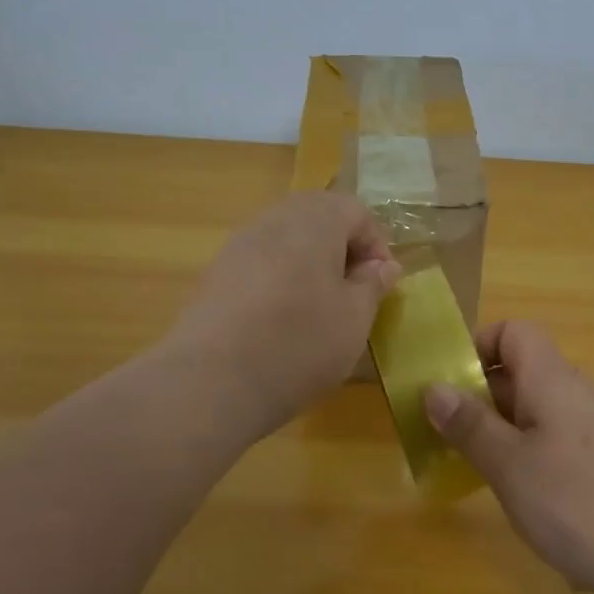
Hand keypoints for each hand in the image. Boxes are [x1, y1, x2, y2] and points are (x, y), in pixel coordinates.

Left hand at [165, 192, 401, 441]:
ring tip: (317, 307)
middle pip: (319, 215)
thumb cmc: (299, 344)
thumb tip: (383, 265)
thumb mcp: (354, 319)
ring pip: (288, 236)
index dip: (376, 245)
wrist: (210, 382)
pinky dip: (280, 277)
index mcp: (316, 220)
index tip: (379, 286)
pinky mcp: (217, 271)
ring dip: (310, 261)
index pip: (357, 211)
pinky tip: (280, 318)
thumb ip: (373, 284)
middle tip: (352, 292)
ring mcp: (240, 242)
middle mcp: (276, 218)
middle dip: (342, 248)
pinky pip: (261, 259)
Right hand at [423, 321, 593, 593]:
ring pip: (535, 408)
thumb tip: (433, 386)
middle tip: (445, 434)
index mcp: (550, 378)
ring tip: (473, 467)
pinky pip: (554, 437)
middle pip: (520, 371)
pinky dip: (527, 452)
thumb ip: (470, 425)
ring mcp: (593, 426)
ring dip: (500, 428)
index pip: (513, 332)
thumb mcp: (510, 466)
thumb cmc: (579, 503)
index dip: (478, 346)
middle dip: (479, 395)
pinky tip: (521, 494)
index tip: (449, 385)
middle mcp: (574, 391)